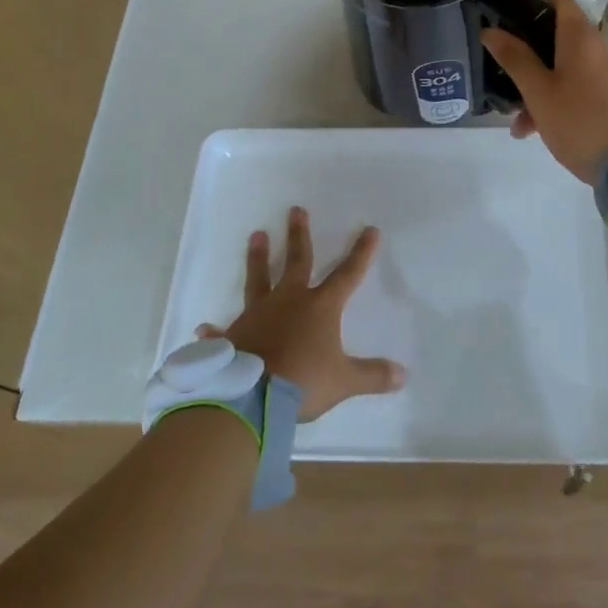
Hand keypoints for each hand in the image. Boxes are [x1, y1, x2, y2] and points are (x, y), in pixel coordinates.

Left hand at [197, 206, 405, 421]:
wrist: (250, 398)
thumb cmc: (302, 381)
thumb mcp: (344, 381)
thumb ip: (373, 375)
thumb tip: (403, 375)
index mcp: (319, 307)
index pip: (347, 274)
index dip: (361, 253)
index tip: (370, 230)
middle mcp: (288, 302)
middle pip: (296, 261)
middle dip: (298, 235)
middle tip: (295, 210)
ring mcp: (257, 315)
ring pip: (258, 279)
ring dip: (258, 257)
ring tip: (256, 235)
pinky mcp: (233, 336)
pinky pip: (224, 330)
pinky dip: (216, 329)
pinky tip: (205, 326)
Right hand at [481, 0, 607, 182]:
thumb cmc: (579, 121)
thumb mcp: (538, 91)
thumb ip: (514, 58)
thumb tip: (490, 30)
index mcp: (580, 37)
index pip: (558, 1)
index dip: (531, 8)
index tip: (507, 28)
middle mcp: (595, 48)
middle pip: (555, 37)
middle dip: (526, 58)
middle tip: (503, 77)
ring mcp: (604, 73)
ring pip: (561, 68)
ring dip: (535, 88)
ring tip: (516, 121)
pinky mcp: (607, 96)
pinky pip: (574, 87)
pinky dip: (553, 100)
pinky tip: (533, 130)